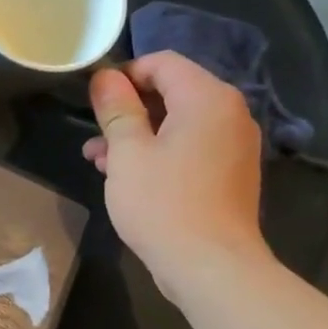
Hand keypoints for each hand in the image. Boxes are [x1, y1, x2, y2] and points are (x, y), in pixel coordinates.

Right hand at [83, 51, 270, 294]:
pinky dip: (160, 154)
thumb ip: (116, 109)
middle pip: (172, 93)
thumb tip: (106, 77)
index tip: (94, 102)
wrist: (211, 266)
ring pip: (178, 124)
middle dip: (128, 111)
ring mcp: (234, 145)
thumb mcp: (127, 153)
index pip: (162, 62)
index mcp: (207, 98)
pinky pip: (191, 148)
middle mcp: (229, 113)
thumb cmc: (163, 203)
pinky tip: (128, 178)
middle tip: (93, 137)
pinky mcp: (230, 174)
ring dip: (138, 136)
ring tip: (99, 162)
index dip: (124, 75)